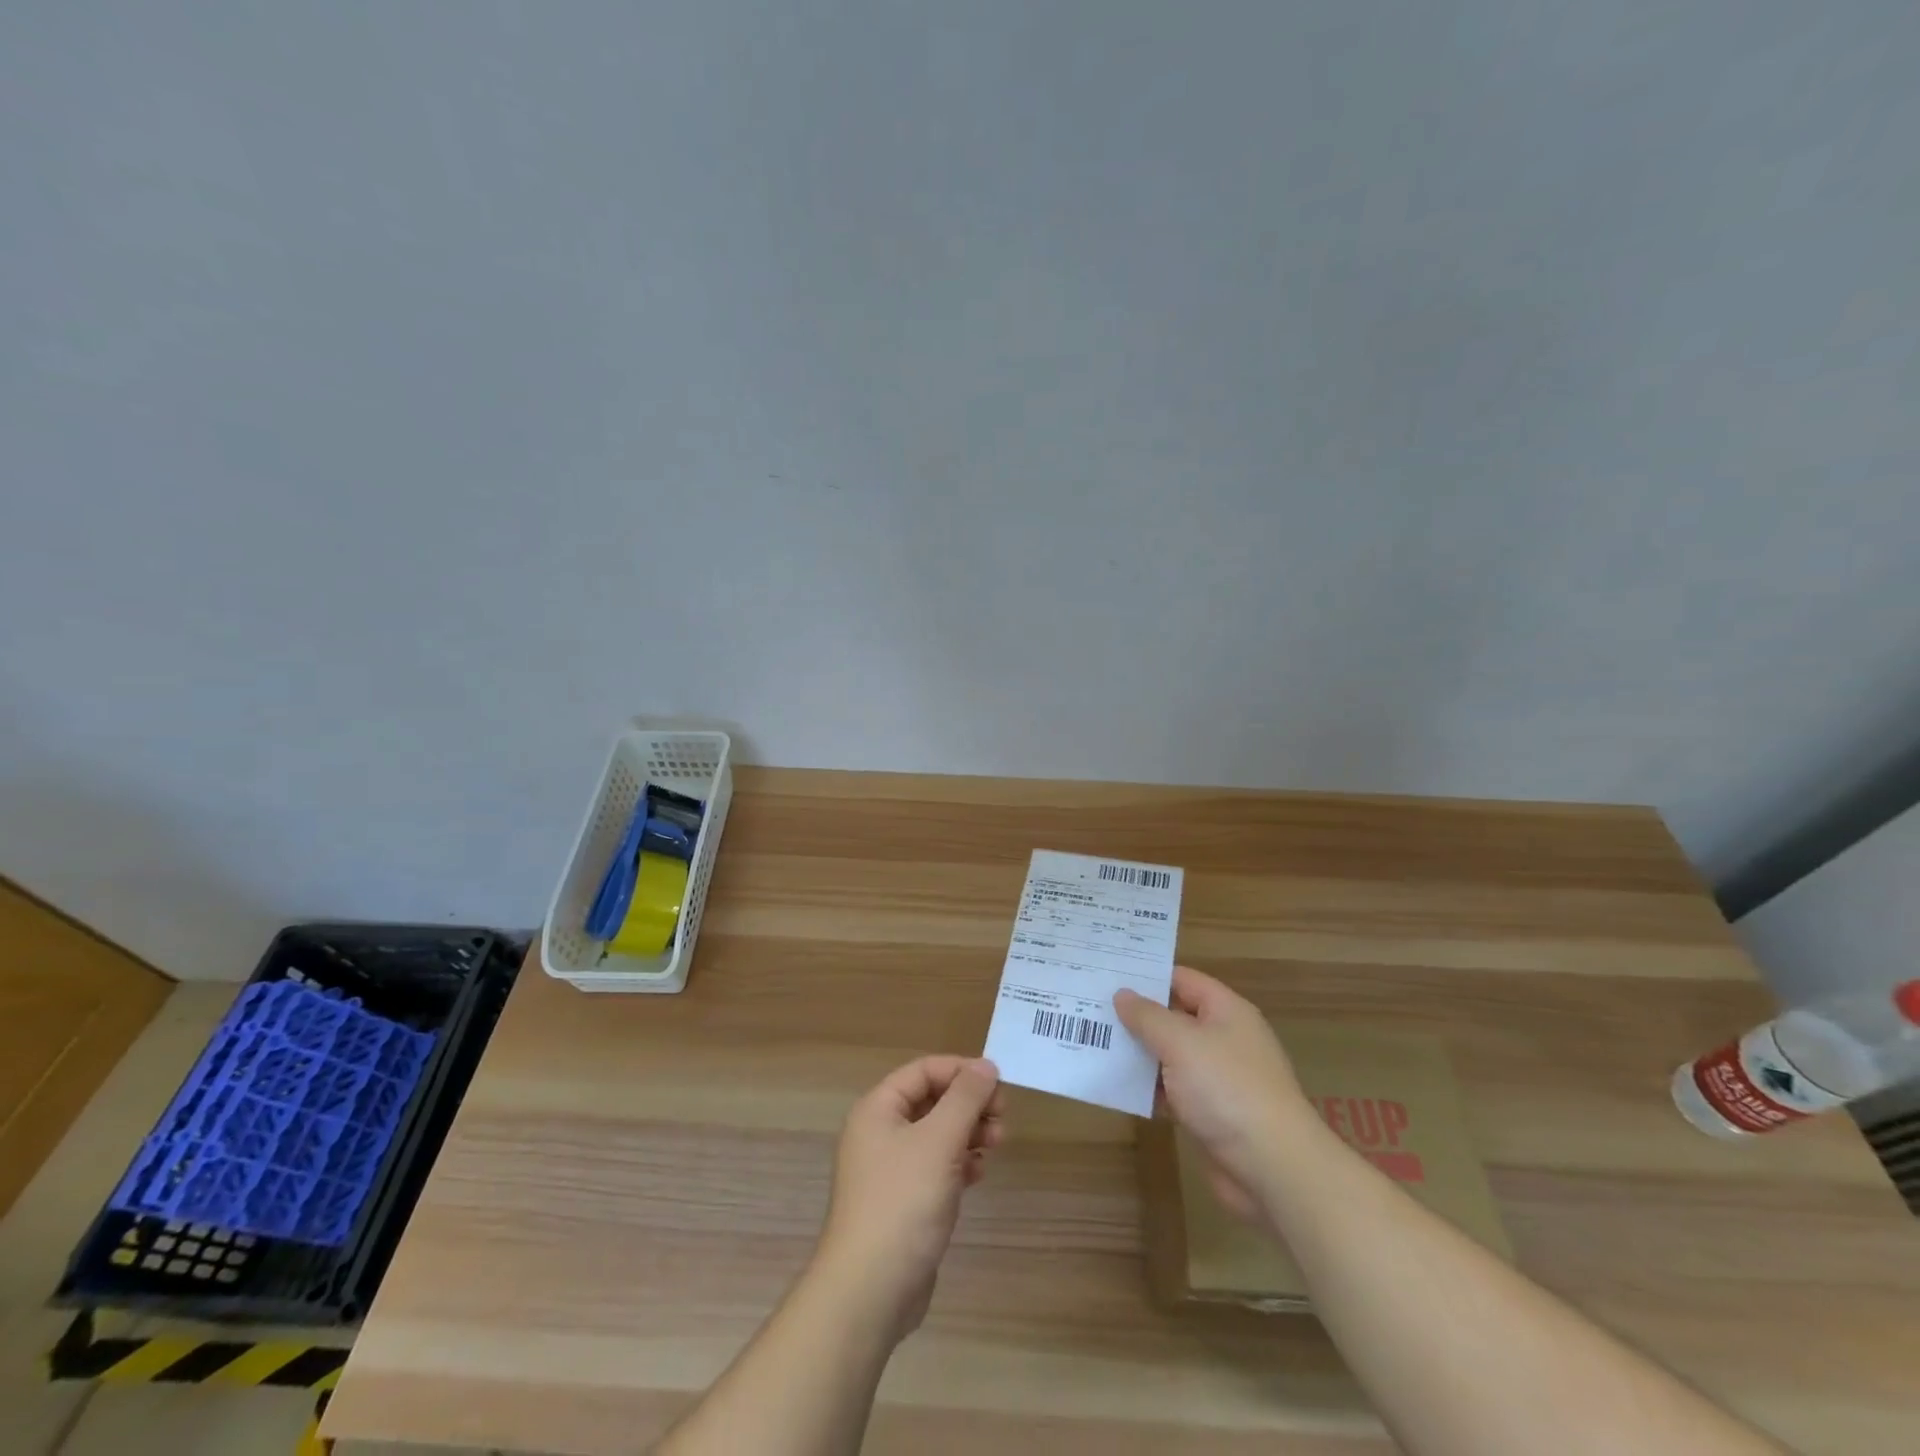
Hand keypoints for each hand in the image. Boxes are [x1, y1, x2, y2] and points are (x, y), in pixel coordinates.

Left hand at [814, 1056, 1004, 1341]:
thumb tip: (986, 1065)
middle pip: (932, 1101)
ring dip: (969, 1132)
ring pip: (937, 1135)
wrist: (869, 1292)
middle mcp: (880, 1133)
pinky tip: (979, 1173)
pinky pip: (936, 1167)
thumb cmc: (903, 1202)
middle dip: (969, 1105)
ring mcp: (890, 1170)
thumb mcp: (939, 1141)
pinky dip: (960, 1163)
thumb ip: (965, 1098)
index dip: (961, 1071)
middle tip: (1002, 1119)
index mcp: (878, 1109)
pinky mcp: (903, 1202)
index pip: (924, 1071)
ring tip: (997, 1144)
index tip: (998, 1084)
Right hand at [1115, 966, 1307, 1222]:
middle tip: (1090, 1008)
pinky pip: (1173, 1091)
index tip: (1108, 973)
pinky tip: (1116, 1086)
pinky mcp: (1211, 1114)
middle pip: (1174, 1017)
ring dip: (1139, 1053)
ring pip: (1171, 1056)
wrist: (1273, 1168)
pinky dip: (1149, 1088)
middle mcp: (1224, 1039)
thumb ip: (1148, 1016)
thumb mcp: (1181, 1042)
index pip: (1182, 979)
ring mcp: (1218, 1078)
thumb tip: (1122, 994)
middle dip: (1136, 1015)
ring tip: (1093, 1043)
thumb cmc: (1227, 1089)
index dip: (1147, 975)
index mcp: (1226, 1011)